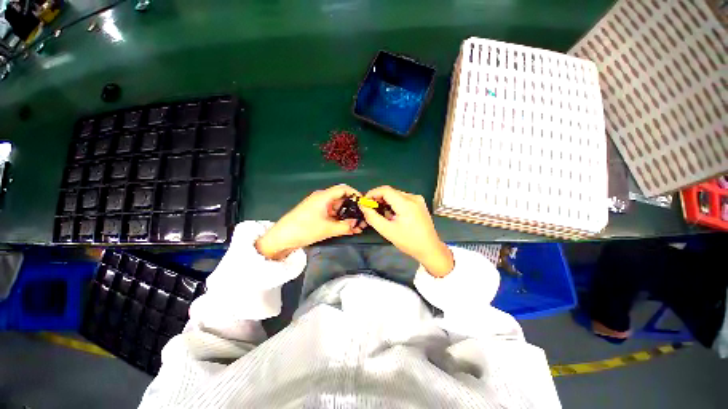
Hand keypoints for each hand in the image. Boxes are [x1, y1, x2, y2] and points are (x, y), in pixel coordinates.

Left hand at [256, 184, 364, 259]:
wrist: (281, 238)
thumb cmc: (305, 229)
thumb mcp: (328, 229)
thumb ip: (346, 226)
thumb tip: (358, 223)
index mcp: (324, 196)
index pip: (344, 189)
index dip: (355, 194)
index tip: (364, 204)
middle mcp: (322, 199)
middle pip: (342, 199)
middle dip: (353, 209)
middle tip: (362, 220)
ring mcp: (319, 207)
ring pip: (337, 209)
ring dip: (347, 217)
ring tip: (357, 228)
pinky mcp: (316, 215)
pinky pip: (332, 215)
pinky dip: (340, 221)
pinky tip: (348, 230)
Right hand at [359, 186, 453, 276]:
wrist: (430, 248)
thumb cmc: (408, 241)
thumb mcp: (387, 231)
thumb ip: (373, 217)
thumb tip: (363, 206)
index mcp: (406, 203)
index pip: (385, 190)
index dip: (373, 193)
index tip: (365, 202)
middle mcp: (413, 197)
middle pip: (391, 192)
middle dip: (379, 198)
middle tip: (371, 209)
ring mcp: (418, 200)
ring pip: (396, 195)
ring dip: (387, 201)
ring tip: (382, 214)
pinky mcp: (420, 203)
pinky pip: (403, 199)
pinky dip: (395, 203)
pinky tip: (393, 214)